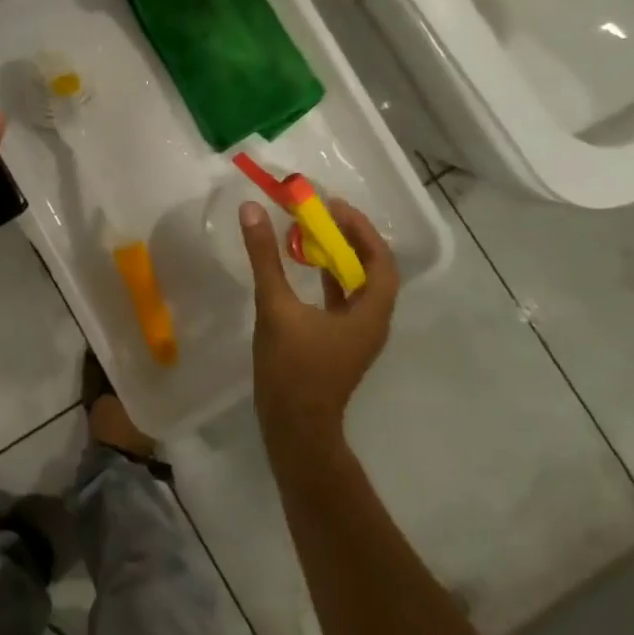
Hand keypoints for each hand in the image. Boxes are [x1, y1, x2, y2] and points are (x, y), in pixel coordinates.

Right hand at [241, 198, 399, 442]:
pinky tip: (304, 266)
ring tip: (311, 231)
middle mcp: (371, 321)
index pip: (380, 261)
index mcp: (369, 313)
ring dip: (339, 256)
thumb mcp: (275, 306)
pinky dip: (328, 277)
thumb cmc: (292, 368)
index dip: (361, 230)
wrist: (294, 427)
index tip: (334, 206)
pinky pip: (342, 299)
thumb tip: (252, 210)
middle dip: (349, 238)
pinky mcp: (339, 342)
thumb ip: (264, 257)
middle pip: (372, 269)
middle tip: (322, 213)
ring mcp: (356, 334)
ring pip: (356, 285)